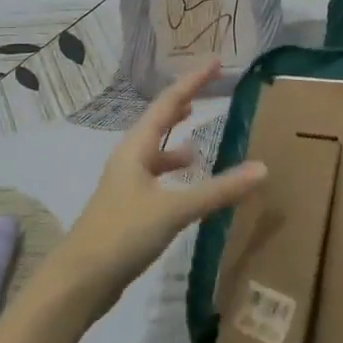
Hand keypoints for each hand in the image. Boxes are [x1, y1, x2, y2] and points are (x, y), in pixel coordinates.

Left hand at [45, 59, 267, 316]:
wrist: (79, 280)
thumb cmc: (123, 233)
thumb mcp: (174, 209)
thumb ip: (218, 190)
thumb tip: (262, 168)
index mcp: (136, 148)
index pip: (167, 103)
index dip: (192, 81)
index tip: (214, 62)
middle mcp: (129, 159)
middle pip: (157, 122)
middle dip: (182, 105)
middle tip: (206, 90)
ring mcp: (126, 185)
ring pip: (154, 152)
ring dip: (175, 142)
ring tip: (198, 140)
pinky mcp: (127, 209)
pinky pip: (155, 178)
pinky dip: (172, 174)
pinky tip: (185, 187)